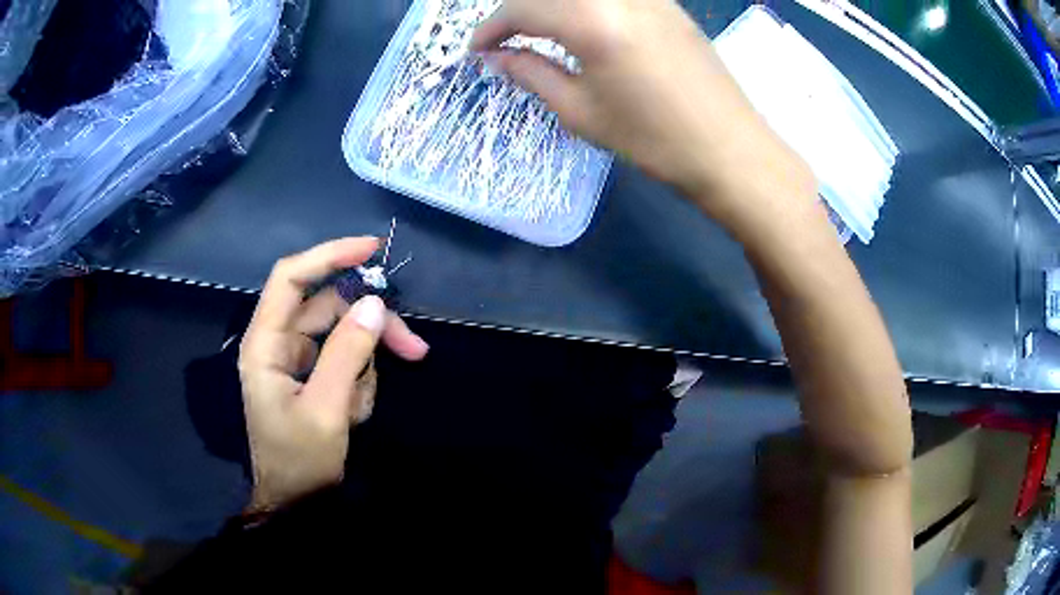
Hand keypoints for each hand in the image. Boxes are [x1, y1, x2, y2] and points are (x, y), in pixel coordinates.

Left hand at [238, 238, 428, 511]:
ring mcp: (295, 359)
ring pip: (342, 335)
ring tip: (362, 409)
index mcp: (265, 344)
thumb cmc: (300, 461)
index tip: (372, 249)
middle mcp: (278, 342)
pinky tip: (353, 414)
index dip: (329, 255)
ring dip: (365, 363)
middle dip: (370, 326)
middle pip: (329, 308)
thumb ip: (348, 354)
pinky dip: (359, 381)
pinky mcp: (311, 375)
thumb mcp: (327, 411)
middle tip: (413, 347)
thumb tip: (374, 303)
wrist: (295, 504)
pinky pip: (344, 360)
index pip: (292, 278)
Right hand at [471, 0, 814, 222]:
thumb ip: (530, 74)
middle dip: (519, 10)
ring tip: (542, 32)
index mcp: (591, 20)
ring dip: (553, 6)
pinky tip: (586, 26)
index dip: (491, 27)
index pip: (522, 8)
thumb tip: (495, 57)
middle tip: (507, 39)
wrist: (729, 149)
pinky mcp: (667, 3)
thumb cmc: (652, 139)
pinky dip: (586, 6)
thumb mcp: (580, 111)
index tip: (477, 50)